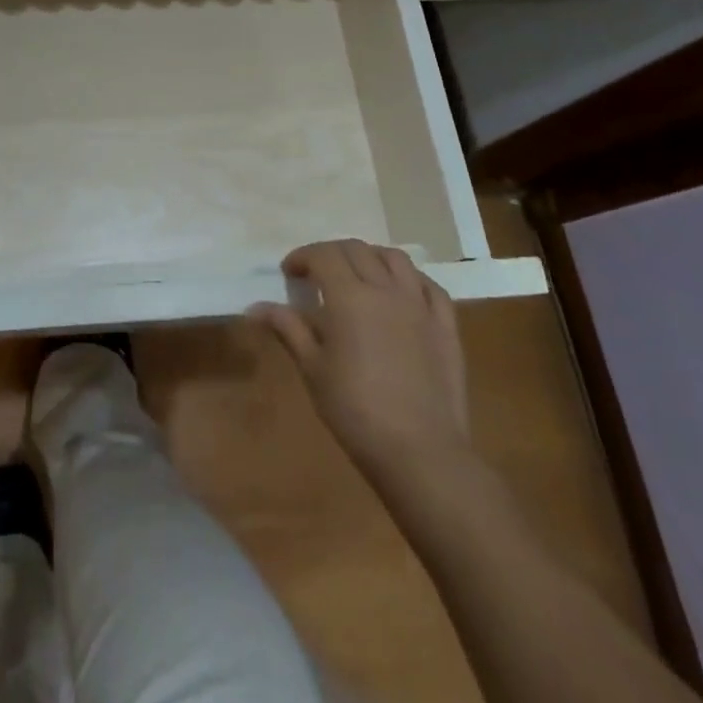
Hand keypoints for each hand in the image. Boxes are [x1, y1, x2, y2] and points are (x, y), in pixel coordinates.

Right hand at [252, 241, 470, 487]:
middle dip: (332, 253)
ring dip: (371, 257)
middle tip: (317, 274)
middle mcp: (385, 290)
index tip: (289, 273)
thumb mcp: (312, 369)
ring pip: (395, 259)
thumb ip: (288, 328)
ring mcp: (420, 306)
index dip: (302, 257)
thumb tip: (256, 307)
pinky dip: (411, 279)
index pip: (323, 255)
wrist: (421, 452)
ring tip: (358, 275)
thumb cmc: (356, 410)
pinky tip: (401, 293)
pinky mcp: (446, 327)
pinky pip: (430, 287)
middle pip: (357, 250)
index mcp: (349, 296)